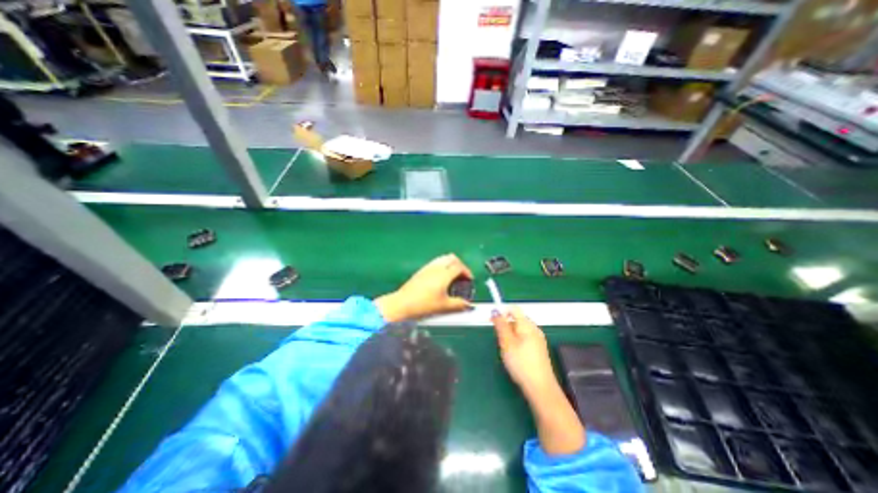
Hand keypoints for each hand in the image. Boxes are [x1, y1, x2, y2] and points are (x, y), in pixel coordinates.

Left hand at [375, 254, 472, 323]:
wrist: (402, 304)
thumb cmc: (424, 305)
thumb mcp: (444, 306)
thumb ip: (459, 305)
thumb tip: (468, 305)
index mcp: (444, 274)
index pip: (459, 266)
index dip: (467, 272)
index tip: (469, 280)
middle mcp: (436, 267)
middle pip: (452, 258)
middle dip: (460, 265)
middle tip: (462, 276)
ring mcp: (427, 267)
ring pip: (443, 258)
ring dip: (451, 264)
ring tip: (453, 276)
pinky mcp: (421, 270)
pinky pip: (435, 262)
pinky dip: (442, 265)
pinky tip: (441, 277)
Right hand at [492, 309, 554, 396]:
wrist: (540, 388)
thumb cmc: (521, 363)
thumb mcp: (506, 343)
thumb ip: (500, 325)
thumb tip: (495, 310)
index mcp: (527, 325)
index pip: (514, 309)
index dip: (502, 311)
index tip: (492, 322)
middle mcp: (534, 329)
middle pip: (517, 319)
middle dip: (505, 325)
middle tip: (499, 340)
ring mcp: (538, 339)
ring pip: (520, 329)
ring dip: (510, 334)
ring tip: (506, 349)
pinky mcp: (539, 349)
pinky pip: (525, 338)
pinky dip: (517, 341)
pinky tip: (515, 355)